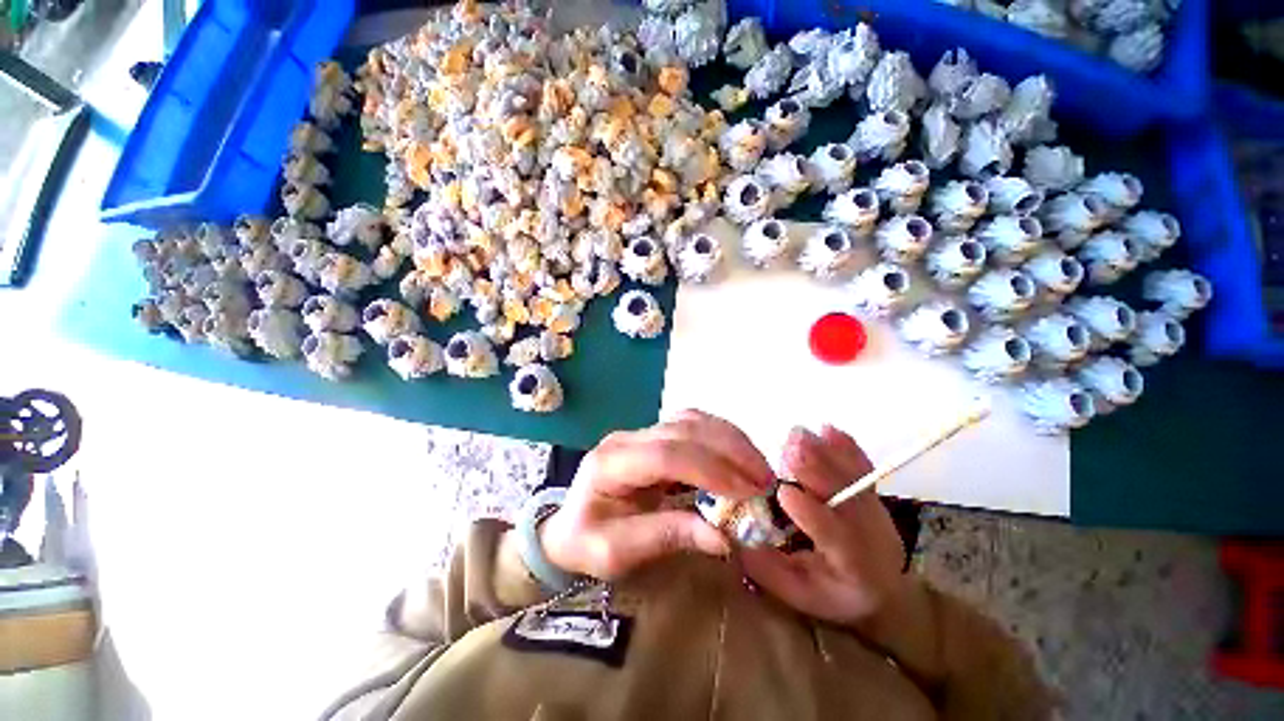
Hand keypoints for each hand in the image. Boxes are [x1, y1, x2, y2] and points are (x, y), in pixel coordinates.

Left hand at [541, 410, 774, 579]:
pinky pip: (692, 424)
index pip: (664, 455)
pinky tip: (739, 455)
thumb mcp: (616, 552)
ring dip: (729, 440)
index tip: (746, 491)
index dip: (708, 468)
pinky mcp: (654, 435)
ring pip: (691, 420)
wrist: (567, 524)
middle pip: (683, 430)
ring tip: (758, 468)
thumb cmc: (586, 542)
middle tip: (764, 481)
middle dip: (729, 452)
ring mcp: (641, 432)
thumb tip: (723, 536)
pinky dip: (721, 436)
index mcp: (610, 464)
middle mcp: (627, 438)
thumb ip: (666, 537)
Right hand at [740, 425, 908, 628]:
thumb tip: (730, 534)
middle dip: (817, 470)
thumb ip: (764, 565)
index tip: (784, 491)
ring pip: (855, 481)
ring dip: (826, 454)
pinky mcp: (874, 492)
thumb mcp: (793, 592)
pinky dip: (847, 447)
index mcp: (855, 569)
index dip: (812, 515)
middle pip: (850, 502)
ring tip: (799, 434)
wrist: (878, 588)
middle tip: (790, 447)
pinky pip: (864, 468)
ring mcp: (878, 512)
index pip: (836, 540)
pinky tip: (828, 430)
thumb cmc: (827, 592)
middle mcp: (874, 539)